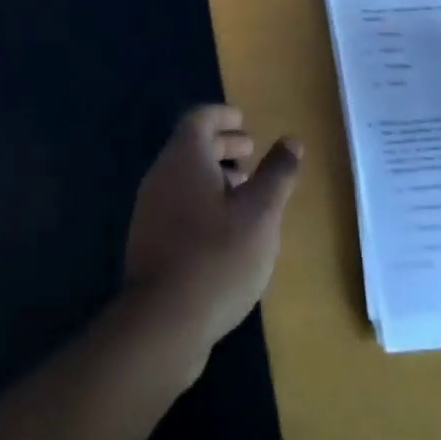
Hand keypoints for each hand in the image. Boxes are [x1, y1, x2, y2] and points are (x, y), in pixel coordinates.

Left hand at [124, 106, 301, 364]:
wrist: (161, 323)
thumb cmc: (217, 257)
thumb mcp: (260, 214)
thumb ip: (277, 174)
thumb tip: (291, 141)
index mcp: (184, 157)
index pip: (199, 119)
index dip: (222, 116)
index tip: (244, 120)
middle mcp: (161, 175)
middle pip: (191, 147)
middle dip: (222, 145)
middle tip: (251, 152)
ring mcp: (150, 209)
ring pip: (184, 177)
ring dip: (214, 175)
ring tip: (245, 191)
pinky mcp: (149, 240)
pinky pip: (177, 203)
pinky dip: (202, 200)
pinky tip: (224, 229)